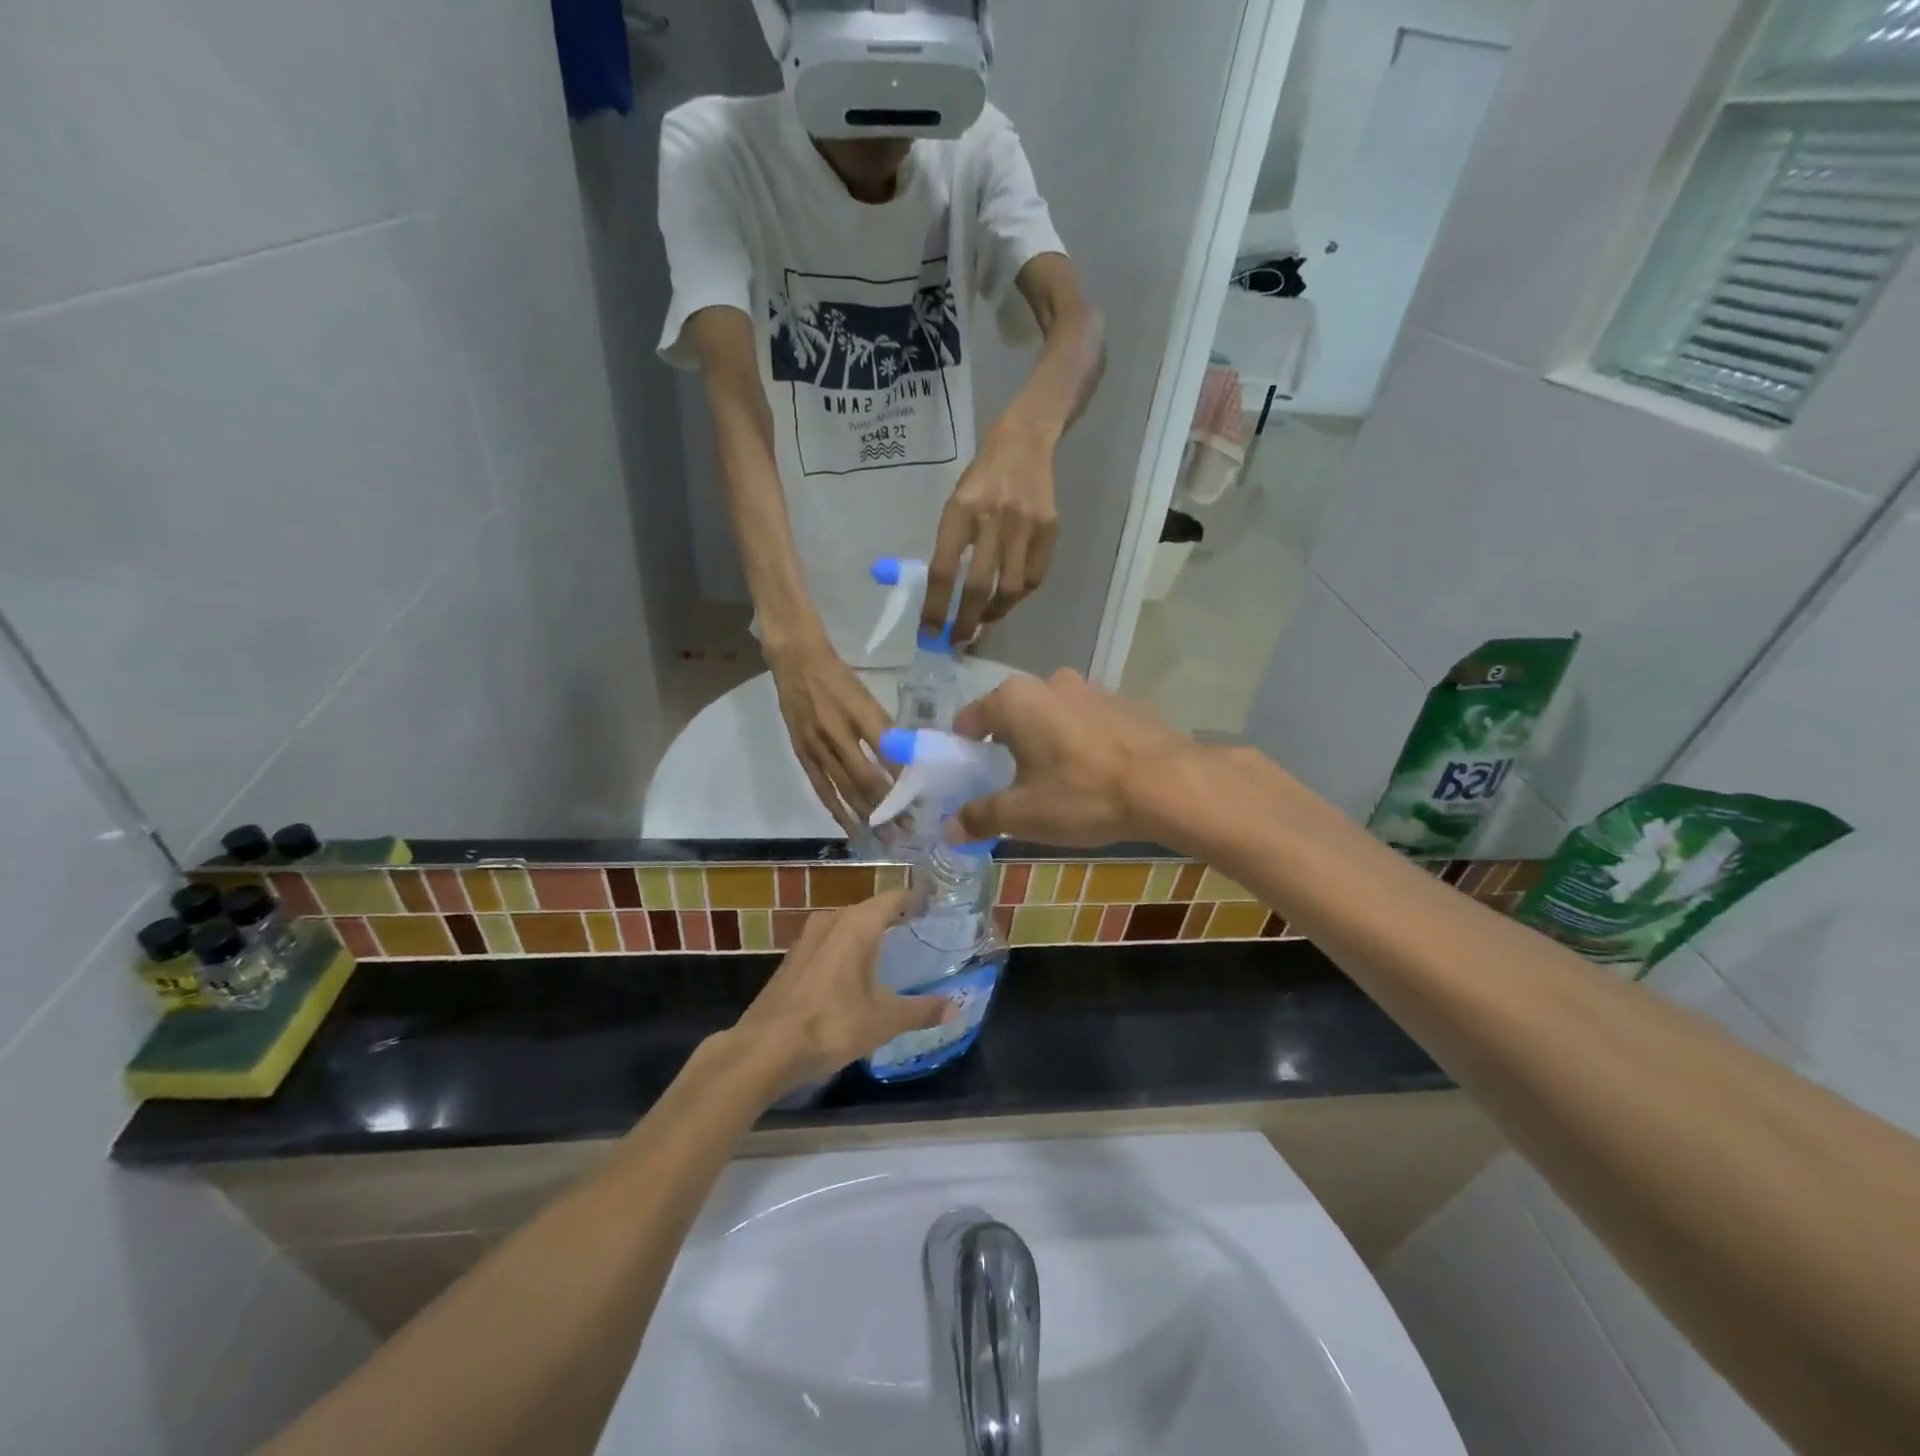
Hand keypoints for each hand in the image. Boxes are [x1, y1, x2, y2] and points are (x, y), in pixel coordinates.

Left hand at [732, 890, 950, 1092]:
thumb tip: (957, 1008)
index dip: (916, 898)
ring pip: (846, 926)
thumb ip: (921, 1010)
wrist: (764, 1049)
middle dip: (894, 917)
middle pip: (870, 910)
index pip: (894, 897)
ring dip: (868, 934)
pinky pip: (829, 943)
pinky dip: (847, 950)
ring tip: (892, 950)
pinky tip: (855, 973)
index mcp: (858, 924)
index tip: (935, 903)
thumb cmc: (831, 1025)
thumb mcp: (884, 1021)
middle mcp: (832, 920)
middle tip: (920, 930)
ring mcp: (808, 938)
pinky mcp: (793, 959)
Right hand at [768, 640, 893, 832]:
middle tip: (908, 828)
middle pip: (867, 778)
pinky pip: (821, 788)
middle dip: (889, 806)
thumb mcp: (868, 694)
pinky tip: (851, 827)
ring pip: (845, 789)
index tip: (922, 800)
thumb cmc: (838, 677)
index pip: (887, 752)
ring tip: (886, 835)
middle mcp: (838, 732)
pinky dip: (837, 810)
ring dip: (867, 815)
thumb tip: (909, 759)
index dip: (904, 778)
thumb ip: (885, 727)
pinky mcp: (802, 754)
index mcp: (859, 712)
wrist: (795, 661)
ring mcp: (817, 746)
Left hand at [924, 421, 1058, 644]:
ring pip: (1011, 589)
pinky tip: (1007, 598)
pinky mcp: (1049, 531)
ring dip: (994, 613)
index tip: (929, 633)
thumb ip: (951, 546)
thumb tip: (944, 598)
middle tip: (957, 642)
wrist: (1025, 442)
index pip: (944, 570)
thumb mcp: (955, 503)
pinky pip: (1034, 578)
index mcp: (960, 511)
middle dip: (965, 621)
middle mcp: (993, 519)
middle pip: (978, 587)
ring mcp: (1025, 526)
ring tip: (982, 622)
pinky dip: (1019, 596)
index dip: (936, 607)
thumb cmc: (981, 477)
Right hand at [951, 669, 1210, 845]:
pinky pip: (1083, 723)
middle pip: (1010, 716)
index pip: (969, 720)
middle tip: (1010, 786)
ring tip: (1054, 784)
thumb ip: (981, 817)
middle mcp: (1048, 682)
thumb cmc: (1083, 793)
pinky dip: (1076, 743)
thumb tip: (950, 829)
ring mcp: (1089, 689)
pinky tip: (1091, 776)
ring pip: (1049, 718)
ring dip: (1043, 744)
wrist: (1170, 784)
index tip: (968, 779)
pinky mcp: (1122, 703)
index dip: (962, 751)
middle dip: (1004, 747)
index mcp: (1015, 700)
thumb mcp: (1024, 814)